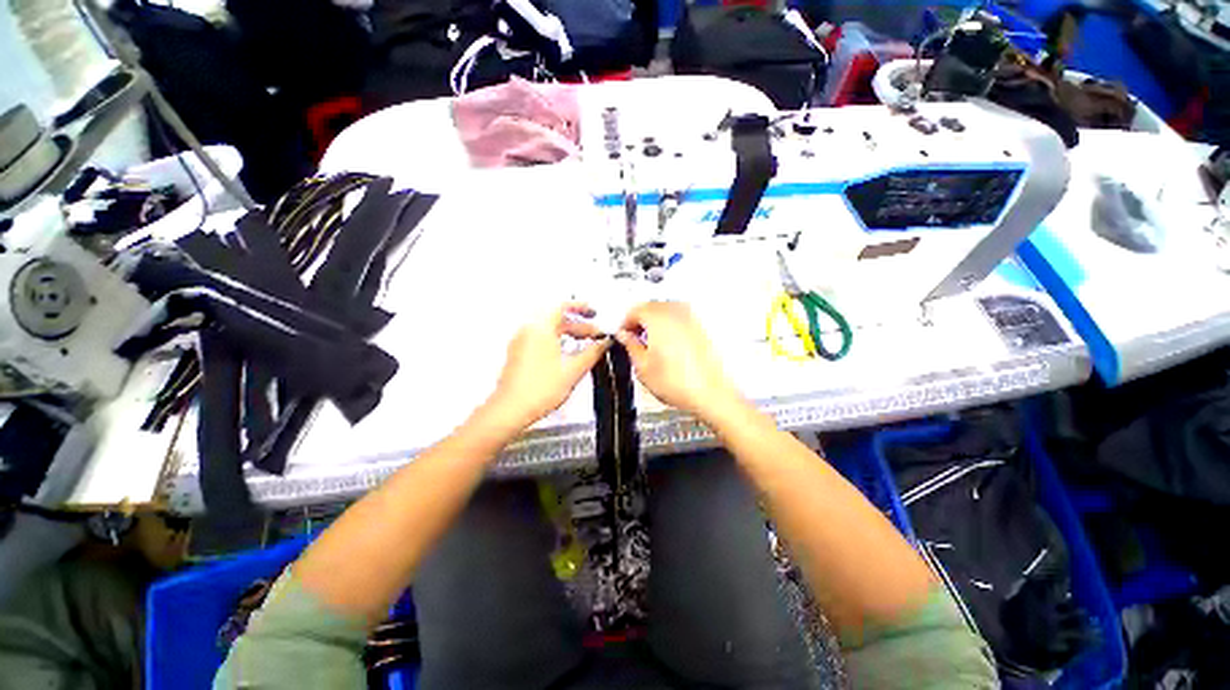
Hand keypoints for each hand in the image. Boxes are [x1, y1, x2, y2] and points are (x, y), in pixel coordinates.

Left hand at [489, 303, 610, 429]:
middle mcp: (528, 331)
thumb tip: (605, 342)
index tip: (595, 313)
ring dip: (569, 335)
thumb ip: (592, 353)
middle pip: (557, 320)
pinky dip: (557, 343)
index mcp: (540, 328)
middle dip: (579, 326)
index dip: (581, 308)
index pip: (562, 306)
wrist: (510, 410)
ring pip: (549, 331)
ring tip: (586, 346)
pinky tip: (568, 356)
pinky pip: (541, 340)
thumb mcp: (573, 370)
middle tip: (596, 336)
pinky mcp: (519, 354)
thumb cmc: (541, 388)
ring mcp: (521, 343)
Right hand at [614, 301, 741, 420]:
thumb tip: (625, 336)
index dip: (625, 323)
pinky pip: (681, 320)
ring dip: (656, 323)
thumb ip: (630, 346)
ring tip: (652, 345)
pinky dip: (671, 328)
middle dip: (641, 321)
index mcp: (658, 318)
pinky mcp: (703, 328)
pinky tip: (669, 347)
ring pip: (667, 312)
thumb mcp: (642, 367)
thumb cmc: (680, 383)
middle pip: (652, 307)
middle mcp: (677, 313)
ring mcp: (692, 319)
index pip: (635, 310)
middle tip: (634, 339)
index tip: (623, 335)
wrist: (711, 394)